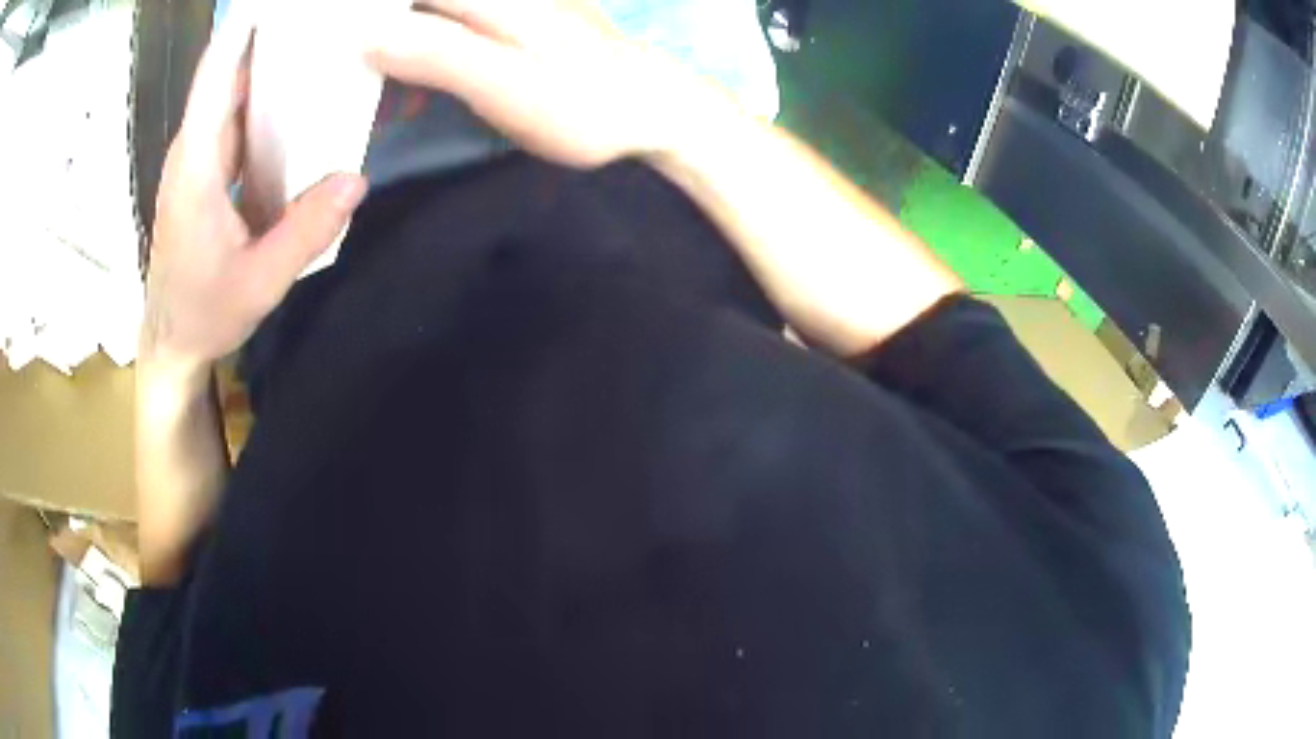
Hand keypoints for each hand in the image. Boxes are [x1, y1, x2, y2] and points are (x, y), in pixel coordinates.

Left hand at [143, 0, 366, 375]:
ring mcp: (200, 158)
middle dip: (275, 37)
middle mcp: (195, 147)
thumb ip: (305, 232)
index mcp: (197, 162)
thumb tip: (357, 178)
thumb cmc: (203, 313)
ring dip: (276, 66)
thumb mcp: (258, 282)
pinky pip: (241, 118)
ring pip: (237, 92)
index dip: (246, 27)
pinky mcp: (208, 171)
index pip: (217, 71)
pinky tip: (304, 102)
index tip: (287, 1)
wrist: (171, 342)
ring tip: (326, 47)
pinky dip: (269, 101)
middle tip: (329, 20)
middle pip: (232, 70)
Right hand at [363, 0, 721, 167]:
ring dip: (394, 51)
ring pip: (427, 15)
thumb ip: (436, 53)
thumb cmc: (581, 104)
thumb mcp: (501, 84)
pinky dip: (422, 58)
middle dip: (371, 30)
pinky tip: (416, 94)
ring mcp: (505, 4)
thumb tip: (365, 33)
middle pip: (410, 4)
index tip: (327, 39)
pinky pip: (448, 29)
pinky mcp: (513, 23)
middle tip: (344, 78)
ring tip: (383, 99)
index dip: (359, 13)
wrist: (653, 111)